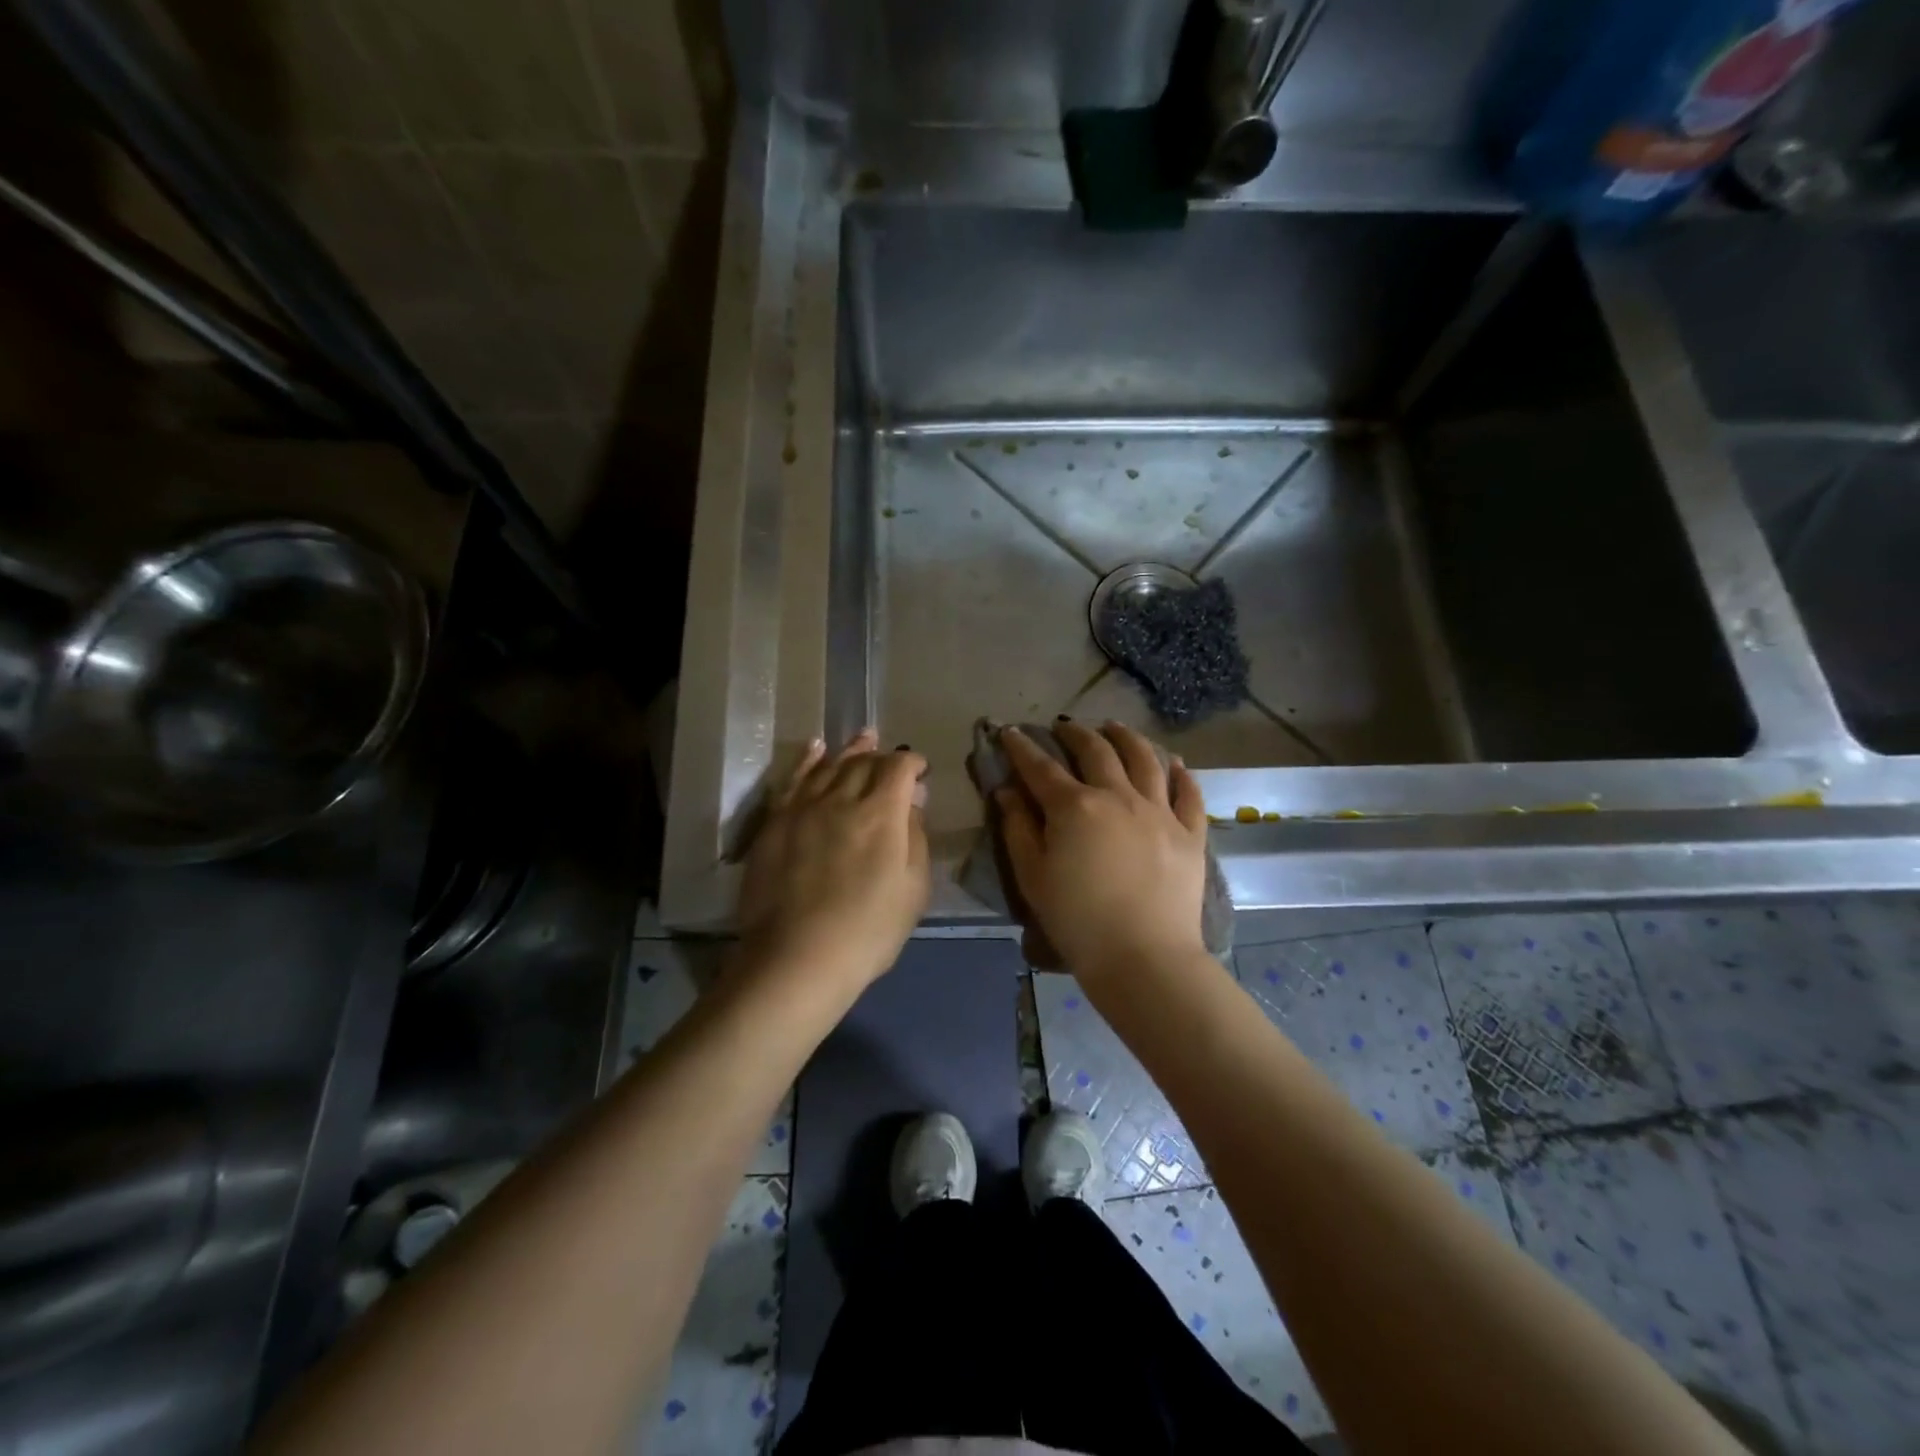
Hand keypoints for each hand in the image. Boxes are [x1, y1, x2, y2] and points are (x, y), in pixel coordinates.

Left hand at [737, 729, 930, 991]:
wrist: (797, 958)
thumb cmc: (868, 931)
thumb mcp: (913, 890)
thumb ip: (916, 837)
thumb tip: (913, 800)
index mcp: (882, 813)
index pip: (899, 768)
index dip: (912, 763)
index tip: (920, 771)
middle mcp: (842, 798)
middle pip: (864, 763)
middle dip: (882, 756)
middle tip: (891, 757)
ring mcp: (804, 808)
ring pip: (829, 766)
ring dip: (849, 750)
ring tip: (863, 737)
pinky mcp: (775, 822)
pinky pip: (793, 779)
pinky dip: (807, 759)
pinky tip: (815, 748)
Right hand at [994, 721, 1209, 981]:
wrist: (1143, 957)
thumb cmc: (1077, 921)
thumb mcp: (1033, 877)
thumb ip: (1018, 829)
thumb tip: (1007, 791)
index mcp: (1074, 807)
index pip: (1041, 767)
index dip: (1022, 747)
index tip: (1011, 732)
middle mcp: (1118, 796)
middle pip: (1096, 751)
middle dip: (1075, 733)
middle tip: (1065, 727)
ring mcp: (1159, 811)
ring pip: (1145, 759)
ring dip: (1127, 738)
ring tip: (1115, 728)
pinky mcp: (1189, 833)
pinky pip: (1188, 793)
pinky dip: (1180, 773)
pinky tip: (1173, 763)